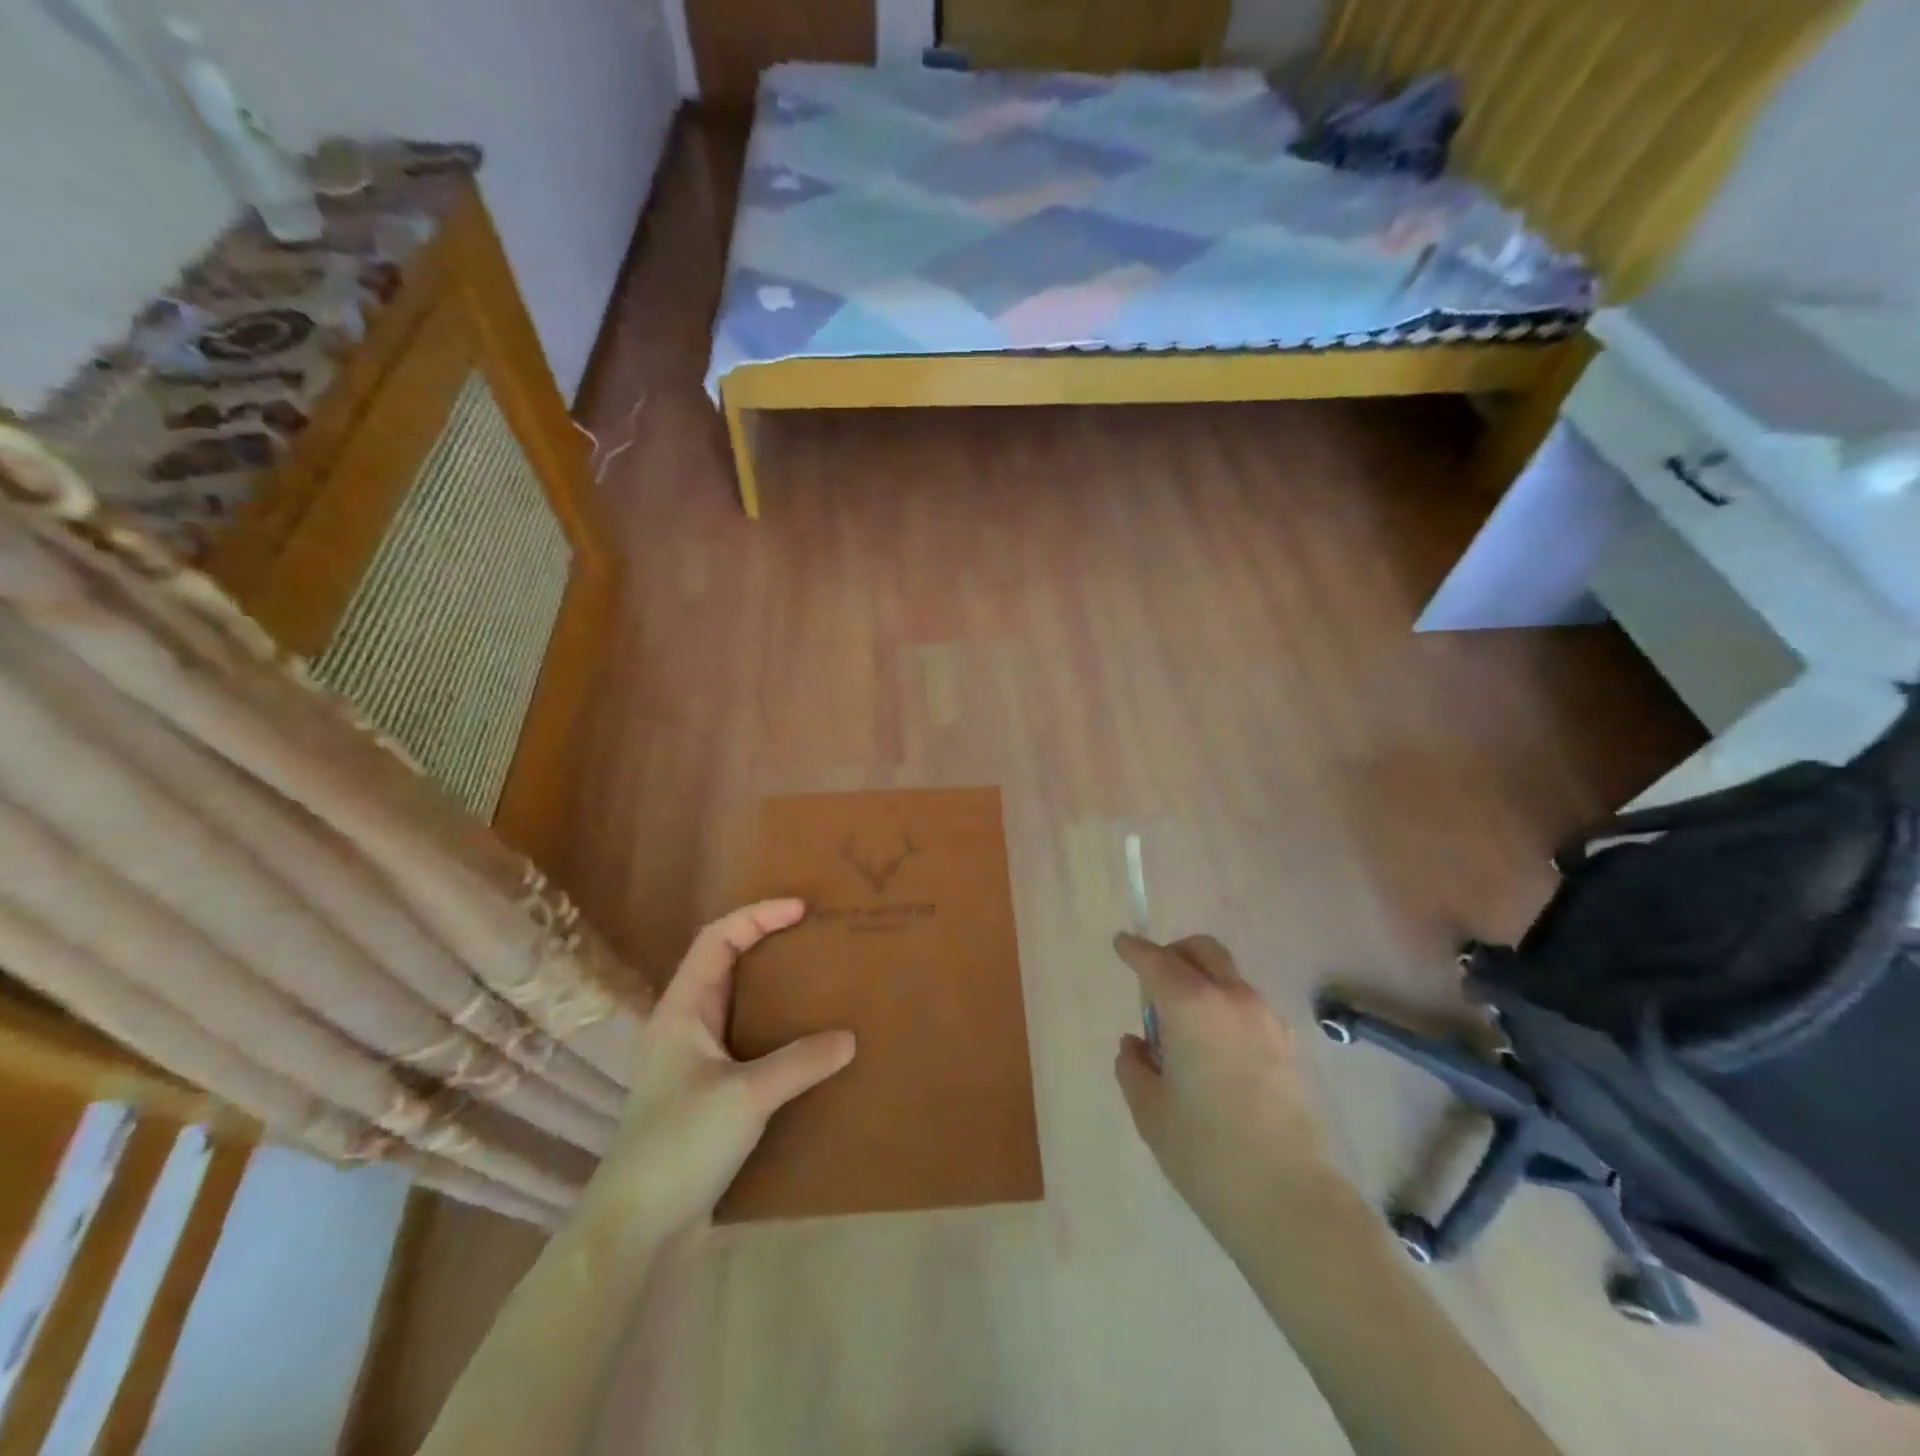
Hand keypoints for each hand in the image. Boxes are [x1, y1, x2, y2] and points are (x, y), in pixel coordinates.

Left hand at [581, 900, 854, 1246]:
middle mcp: (685, 1025)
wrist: (635, 1231)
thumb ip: (799, 1062)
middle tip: (816, 938)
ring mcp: (695, 1060)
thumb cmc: (678, 1146)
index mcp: (681, 1009)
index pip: (717, 939)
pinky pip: (748, 1042)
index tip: (802, 910)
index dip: (758, 916)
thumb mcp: (745, 1097)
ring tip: (819, 982)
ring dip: (775, 988)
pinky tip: (807, 1044)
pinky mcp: (709, 1092)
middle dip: (769, 943)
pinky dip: (777, 1030)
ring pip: (738, 1003)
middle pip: (727, 964)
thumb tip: (850, 1038)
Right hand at [1113, 933, 1340, 1249]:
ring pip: (1228, 978)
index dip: (1134, 949)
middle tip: (1154, 984)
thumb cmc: (1206, 1153)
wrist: (1291, 1201)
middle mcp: (1232, 1000)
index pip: (1155, 960)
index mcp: (1191, 1006)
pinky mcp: (1290, 1047)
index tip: (1121, 944)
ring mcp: (1267, 1021)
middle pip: (1202, 951)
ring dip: (1202, 985)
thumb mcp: (1150, 1111)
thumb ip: (1134, 1067)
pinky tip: (1217, 1056)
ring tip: (1185, 1033)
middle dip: (1174, 954)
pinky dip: (1226, 1011)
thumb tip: (1136, 1046)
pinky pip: (1248, 1009)